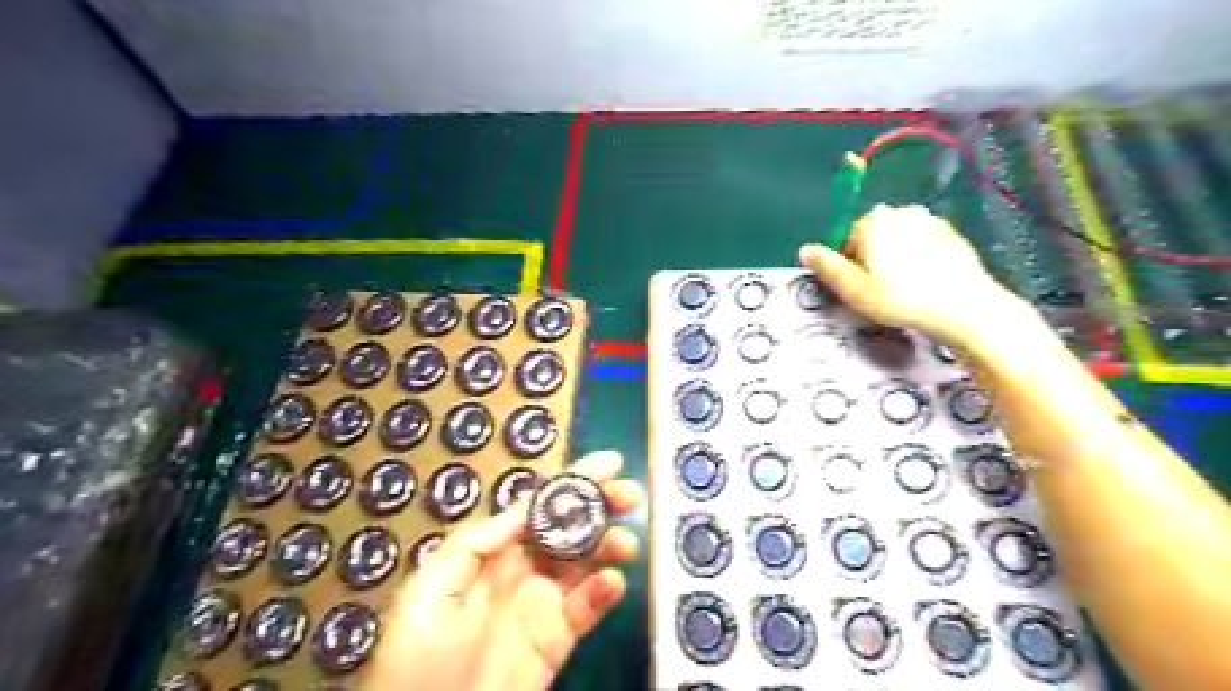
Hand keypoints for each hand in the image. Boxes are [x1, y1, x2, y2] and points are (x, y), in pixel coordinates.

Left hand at [364, 451, 645, 689]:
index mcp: (493, 553)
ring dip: (609, 546)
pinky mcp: (558, 638)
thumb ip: (472, 545)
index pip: (539, 508)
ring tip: (625, 543)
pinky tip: (612, 583)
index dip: (571, 483)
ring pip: (586, 562)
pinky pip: (588, 608)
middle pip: (569, 528)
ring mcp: (543, 604)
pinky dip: (605, 591)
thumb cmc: (420, 660)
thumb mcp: (430, 593)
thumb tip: (518, 512)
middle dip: (600, 506)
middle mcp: (523, 571)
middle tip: (629, 494)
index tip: (606, 464)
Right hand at [799, 204, 1018, 344]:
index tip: (859, 285)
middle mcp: (900, 211)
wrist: (964, 307)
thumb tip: (805, 249)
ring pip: (899, 237)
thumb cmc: (901, 299)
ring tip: (905, 288)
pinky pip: (923, 242)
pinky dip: (920, 258)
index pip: (847, 236)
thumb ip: (827, 267)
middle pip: (873, 234)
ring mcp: (929, 220)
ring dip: (896, 256)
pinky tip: (926, 282)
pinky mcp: (952, 233)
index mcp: (873, 221)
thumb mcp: (854, 290)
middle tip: (880, 290)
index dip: (849, 262)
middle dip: (872, 256)